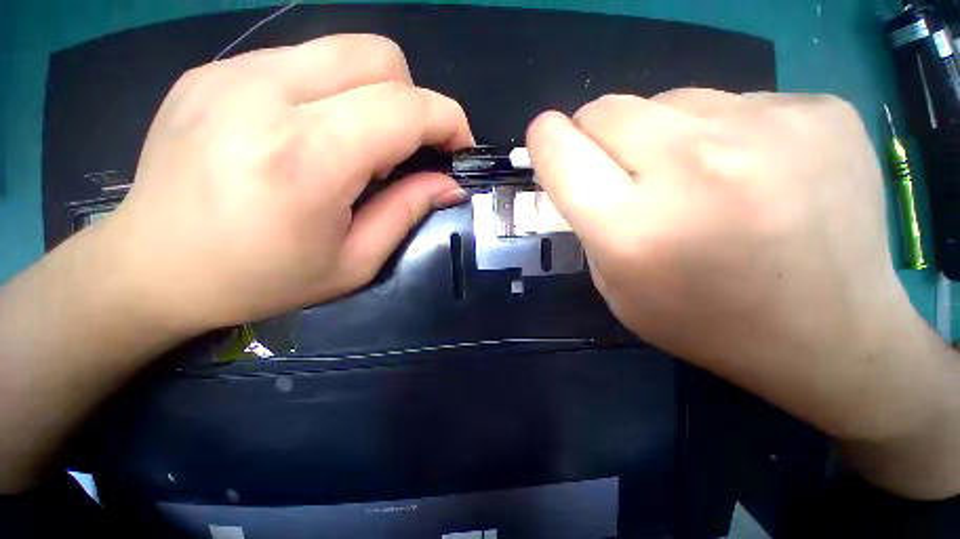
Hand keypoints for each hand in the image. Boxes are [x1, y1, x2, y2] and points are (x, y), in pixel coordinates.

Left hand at [102, 34, 472, 332]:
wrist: (153, 267)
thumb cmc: (261, 279)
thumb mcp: (354, 261)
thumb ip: (408, 212)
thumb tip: (450, 183)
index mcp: (307, 158)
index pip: (405, 108)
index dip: (448, 121)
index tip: (459, 147)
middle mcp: (266, 95)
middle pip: (379, 56)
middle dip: (414, 100)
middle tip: (406, 150)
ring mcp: (232, 72)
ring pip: (343, 50)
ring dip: (374, 96)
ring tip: (358, 146)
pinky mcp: (214, 70)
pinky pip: (303, 60)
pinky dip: (332, 93)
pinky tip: (312, 134)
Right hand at [526, 90, 947, 442]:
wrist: (831, 335)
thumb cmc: (704, 321)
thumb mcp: (615, 286)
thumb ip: (587, 221)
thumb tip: (578, 164)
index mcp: (634, 228)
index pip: (561, 150)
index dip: (545, 140)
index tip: (548, 142)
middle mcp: (694, 168)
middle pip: (605, 108)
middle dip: (597, 135)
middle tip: (625, 171)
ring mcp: (769, 129)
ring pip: (666, 98)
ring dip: (660, 134)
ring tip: (697, 179)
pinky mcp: (819, 110)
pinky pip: (732, 101)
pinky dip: (723, 132)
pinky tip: (754, 174)